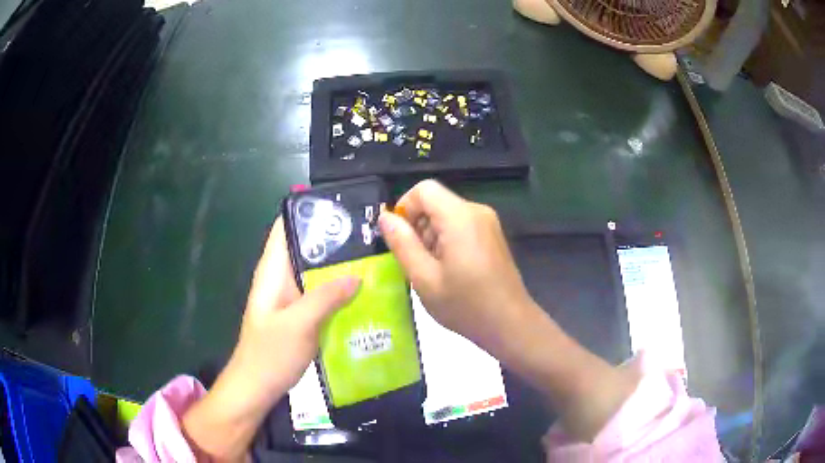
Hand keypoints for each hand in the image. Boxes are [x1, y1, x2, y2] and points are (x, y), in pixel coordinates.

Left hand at [226, 216, 360, 406]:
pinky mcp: (301, 316)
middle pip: (307, 248)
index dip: (310, 211)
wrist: (257, 388)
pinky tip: (364, 293)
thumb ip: (326, 297)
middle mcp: (281, 278)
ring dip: (340, 267)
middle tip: (371, 235)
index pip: (286, 227)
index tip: (343, 206)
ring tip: (375, 259)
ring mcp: (291, 298)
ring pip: (317, 273)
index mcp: (272, 271)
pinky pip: (322, 295)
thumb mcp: (299, 324)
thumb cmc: (270, 354)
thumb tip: (357, 276)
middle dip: (335, 240)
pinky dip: (339, 292)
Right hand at [378, 180, 534, 352]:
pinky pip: (460, 226)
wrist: (510, 324)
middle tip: (415, 262)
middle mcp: (476, 211)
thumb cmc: (465, 305)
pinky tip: (448, 271)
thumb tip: (385, 217)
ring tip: (432, 271)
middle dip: (417, 226)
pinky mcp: (492, 236)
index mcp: (460, 217)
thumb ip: (402, 243)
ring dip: (431, 237)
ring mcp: (488, 223)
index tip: (399, 238)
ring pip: (446, 215)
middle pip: (436, 202)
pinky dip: (446, 241)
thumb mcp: (424, 278)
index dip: (405, 208)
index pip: (424, 189)